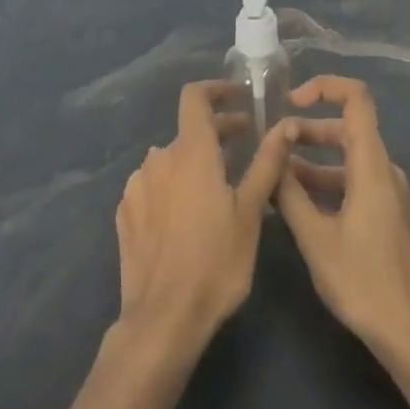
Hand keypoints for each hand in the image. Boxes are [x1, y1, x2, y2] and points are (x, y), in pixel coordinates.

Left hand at [114, 81, 295, 357]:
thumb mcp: (251, 211)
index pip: (195, 97)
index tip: (239, 97)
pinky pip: (153, 187)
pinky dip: (173, 187)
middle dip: (218, 133)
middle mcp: (158, 159)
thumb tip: (285, 125)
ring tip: (219, 188)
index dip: (216, 89)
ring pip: (170, 161)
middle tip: (245, 147)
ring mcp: (136, 186)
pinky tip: (187, 216)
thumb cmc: (217, 260)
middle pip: (188, 132)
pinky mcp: (125, 213)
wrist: (163, 319)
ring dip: (195, 163)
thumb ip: (267, 162)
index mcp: (190, 151)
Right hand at [277, 76, 409, 362]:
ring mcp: (387, 192)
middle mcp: (383, 169)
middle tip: (270, 146)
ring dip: (311, 161)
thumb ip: (289, 192)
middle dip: (307, 130)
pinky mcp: (385, 213)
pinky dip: (324, 183)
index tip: (289, 102)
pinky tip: (295, 205)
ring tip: (273, 178)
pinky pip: (352, 182)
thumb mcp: (315, 236)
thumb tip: (272, 154)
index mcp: (371, 164)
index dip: (324, 87)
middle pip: (346, 128)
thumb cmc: (363, 281)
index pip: (356, 98)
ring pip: (347, 158)